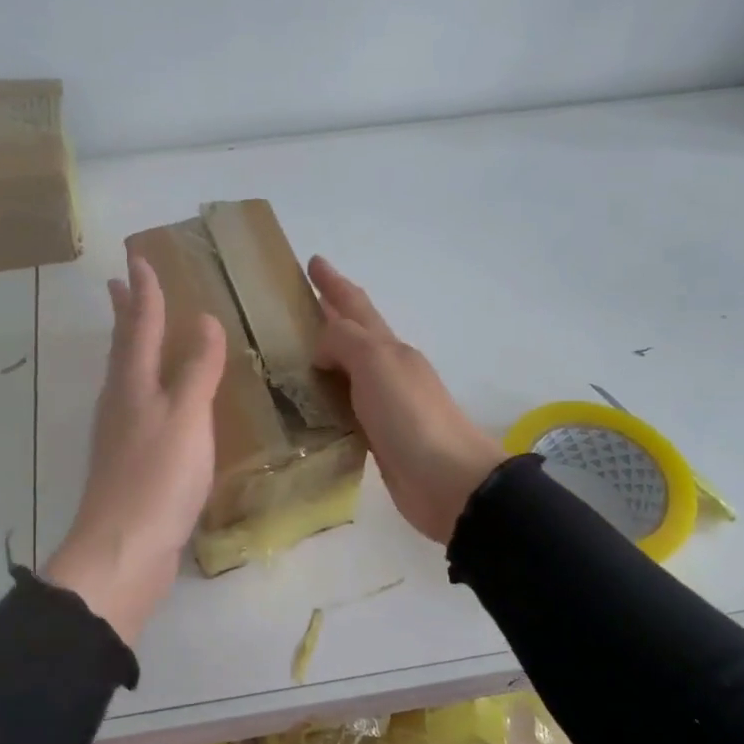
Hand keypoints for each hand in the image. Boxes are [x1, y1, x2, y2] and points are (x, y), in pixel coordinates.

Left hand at [44, 255, 226, 644]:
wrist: (125, 550)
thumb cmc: (158, 477)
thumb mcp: (187, 417)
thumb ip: (197, 370)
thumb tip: (205, 320)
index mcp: (133, 384)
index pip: (140, 326)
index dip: (145, 292)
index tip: (139, 259)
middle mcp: (121, 402)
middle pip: (124, 348)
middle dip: (126, 314)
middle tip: (121, 284)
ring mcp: (122, 435)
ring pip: (128, 378)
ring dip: (133, 348)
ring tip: (141, 332)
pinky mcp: (131, 464)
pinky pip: (141, 409)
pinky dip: (150, 388)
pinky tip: (160, 402)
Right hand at [308, 256, 504, 543]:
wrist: (449, 482)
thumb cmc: (412, 416)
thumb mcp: (378, 364)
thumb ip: (345, 343)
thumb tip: (321, 349)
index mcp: (389, 348)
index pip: (356, 306)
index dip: (334, 284)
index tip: (313, 261)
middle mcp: (388, 371)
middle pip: (353, 336)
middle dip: (329, 316)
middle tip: (296, 306)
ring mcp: (384, 406)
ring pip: (347, 373)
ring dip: (325, 360)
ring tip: (293, 355)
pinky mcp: (378, 439)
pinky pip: (345, 409)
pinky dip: (327, 401)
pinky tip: (310, 407)